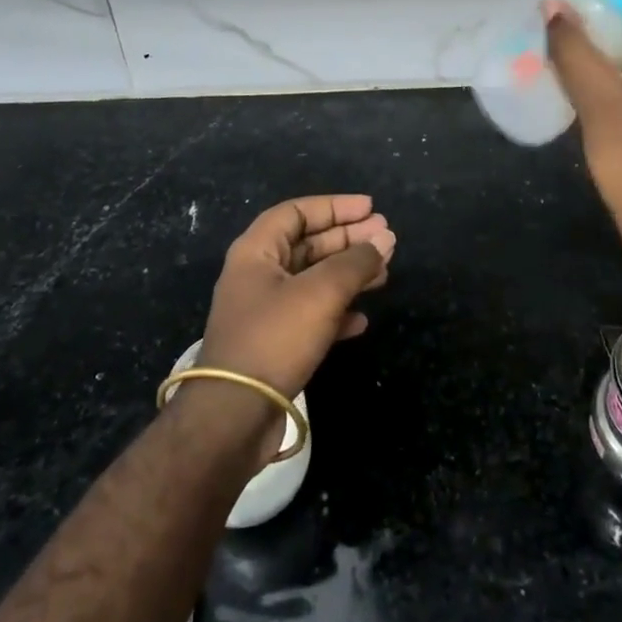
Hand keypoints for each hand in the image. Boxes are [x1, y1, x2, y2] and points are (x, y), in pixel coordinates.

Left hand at [196, 194, 393, 415]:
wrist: (235, 415)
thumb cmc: (275, 338)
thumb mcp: (321, 292)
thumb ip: (356, 262)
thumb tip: (384, 238)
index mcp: (256, 251)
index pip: (297, 212)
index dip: (335, 206)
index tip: (371, 208)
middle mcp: (258, 275)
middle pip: (308, 244)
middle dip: (348, 239)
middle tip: (386, 237)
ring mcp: (265, 311)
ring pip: (313, 280)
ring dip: (349, 274)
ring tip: (385, 273)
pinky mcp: (274, 344)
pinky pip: (311, 315)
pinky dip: (337, 311)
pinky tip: (362, 318)